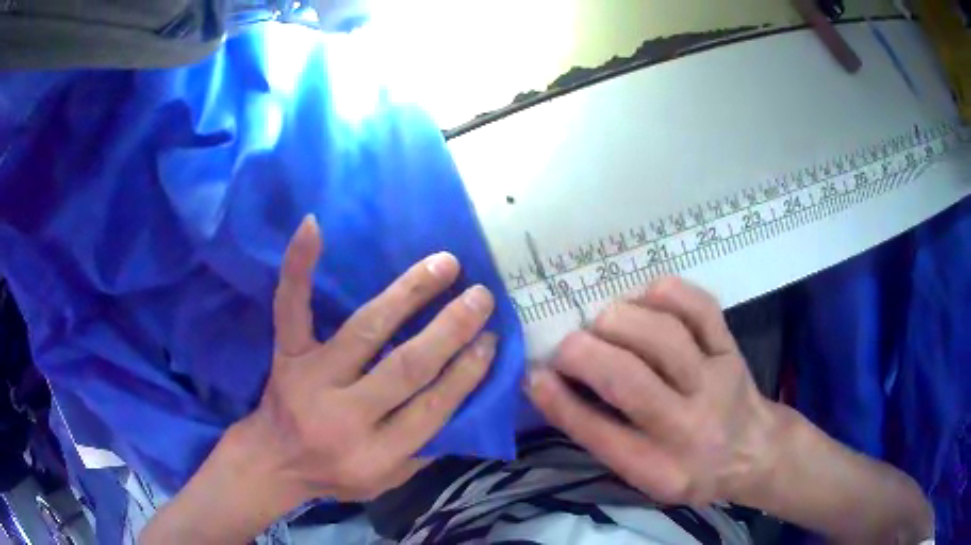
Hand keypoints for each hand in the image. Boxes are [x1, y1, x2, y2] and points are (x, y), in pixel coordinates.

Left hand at [244, 215, 497, 502]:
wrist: (273, 461)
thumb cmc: (335, 474)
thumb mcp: (387, 481)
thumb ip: (425, 450)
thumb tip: (468, 402)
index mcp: (374, 454)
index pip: (433, 408)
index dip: (466, 373)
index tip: (490, 340)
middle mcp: (344, 416)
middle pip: (405, 367)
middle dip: (449, 330)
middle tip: (480, 297)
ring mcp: (310, 379)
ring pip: (364, 330)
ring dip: (408, 294)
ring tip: (444, 264)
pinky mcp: (286, 355)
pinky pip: (290, 307)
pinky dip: (299, 267)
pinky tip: (313, 227)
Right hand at [526, 277, 776, 506]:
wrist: (754, 450)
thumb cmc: (690, 468)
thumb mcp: (643, 477)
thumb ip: (599, 435)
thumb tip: (548, 386)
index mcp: (659, 468)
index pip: (598, 433)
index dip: (557, 400)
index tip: (533, 374)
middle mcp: (688, 425)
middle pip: (628, 378)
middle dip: (581, 352)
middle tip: (566, 348)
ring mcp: (715, 379)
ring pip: (662, 335)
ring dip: (617, 321)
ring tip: (603, 326)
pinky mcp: (730, 346)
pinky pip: (699, 306)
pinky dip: (663, 294)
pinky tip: (643, 300)